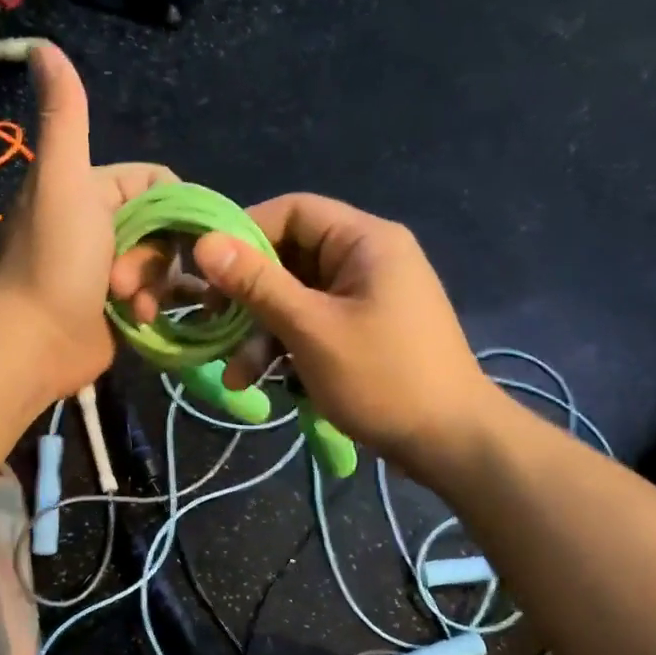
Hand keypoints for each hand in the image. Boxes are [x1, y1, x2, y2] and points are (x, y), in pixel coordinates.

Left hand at [0, 43, 175, 400]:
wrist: (35, 343)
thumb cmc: (55, 261)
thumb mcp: (63, 180)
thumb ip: (64, 116)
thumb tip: (41, 45)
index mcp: (89, 189)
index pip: (155, 182)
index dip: (170, 204)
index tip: (168, 230)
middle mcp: (98, 224)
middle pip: (164, 226)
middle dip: (154, 255)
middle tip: (124, 277)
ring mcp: (107, 268)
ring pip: (163, 264)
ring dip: (153, 283)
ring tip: (128, 303)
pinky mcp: (115, 305)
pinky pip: (155, 294)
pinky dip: (150, 305)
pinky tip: (137, 319)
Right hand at [117, 193, 491, 472]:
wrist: (451, 443)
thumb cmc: (383, 378)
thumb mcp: (311, 329)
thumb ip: (257, 284)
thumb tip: (204, 243)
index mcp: (365, 240)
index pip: (292, 211)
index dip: (244, 234)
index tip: (206, 271)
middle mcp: (366, 258)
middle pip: (289, 257)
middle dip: (248, 296)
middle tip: (212, 325)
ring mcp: (366, 297)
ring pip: (295, 297)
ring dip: (261, 332)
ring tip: (237, 376)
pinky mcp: (363, 331)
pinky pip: (312, 323)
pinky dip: (285, 347)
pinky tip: (260, 382)